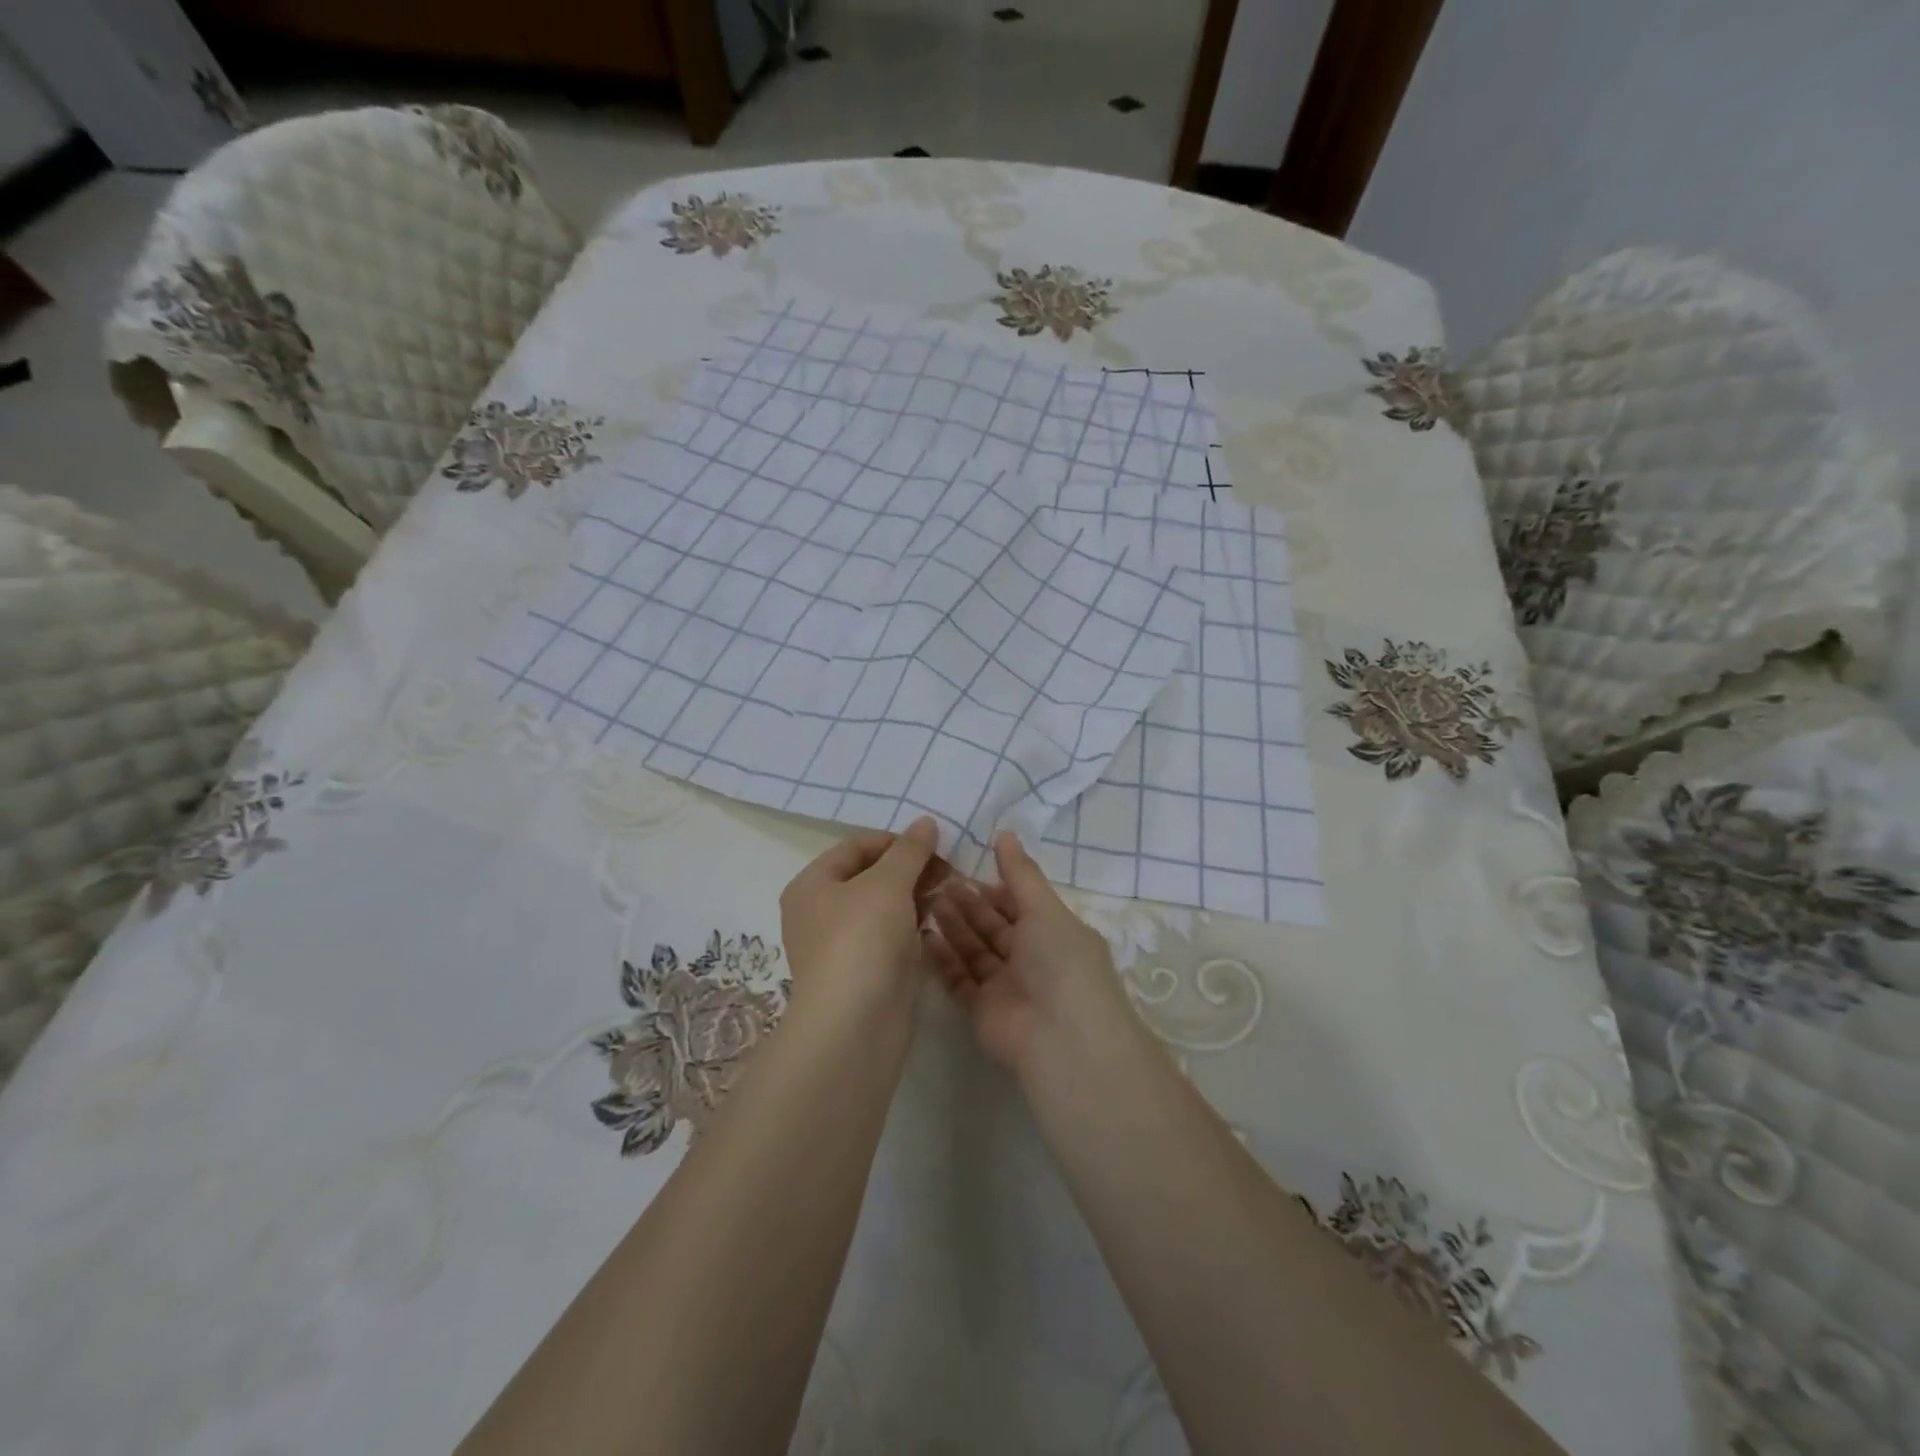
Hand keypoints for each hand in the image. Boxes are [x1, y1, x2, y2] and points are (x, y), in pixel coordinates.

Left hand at [780, 817, 940, 1019]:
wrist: (854, 1024)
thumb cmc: (862, 939)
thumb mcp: (888, 883)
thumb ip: (909, 850)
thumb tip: (925, 822)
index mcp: (812, 885)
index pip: (856, 846)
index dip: (895, 840)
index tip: (933, 845)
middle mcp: (820, 912)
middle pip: (870, 876)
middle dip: (910, 869)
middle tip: (949, 868)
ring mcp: (842, 946)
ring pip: (884, 908)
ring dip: (916, 896)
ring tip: (951, 891)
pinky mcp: (864, 973)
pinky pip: (891, 937)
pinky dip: (913, 926)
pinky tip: (939, 923)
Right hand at [927, 832, 1131, 1074]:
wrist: (1062, 1038)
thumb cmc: (1061, 962)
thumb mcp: (1045, 909)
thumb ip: (1021, 873)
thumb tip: (1005, 833)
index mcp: (1052, 933)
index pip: (1018, 905)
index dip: (993, 886)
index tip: (963, 866)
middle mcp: (1030, 959)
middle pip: (992, 926)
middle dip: (967, 904)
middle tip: (936, 881)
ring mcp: (1005, 986)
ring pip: (974, 951)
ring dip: (952, 927)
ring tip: (925, 900)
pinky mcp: (982, 1010)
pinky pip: (959, 980)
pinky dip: (942, 960)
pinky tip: (923, 937)